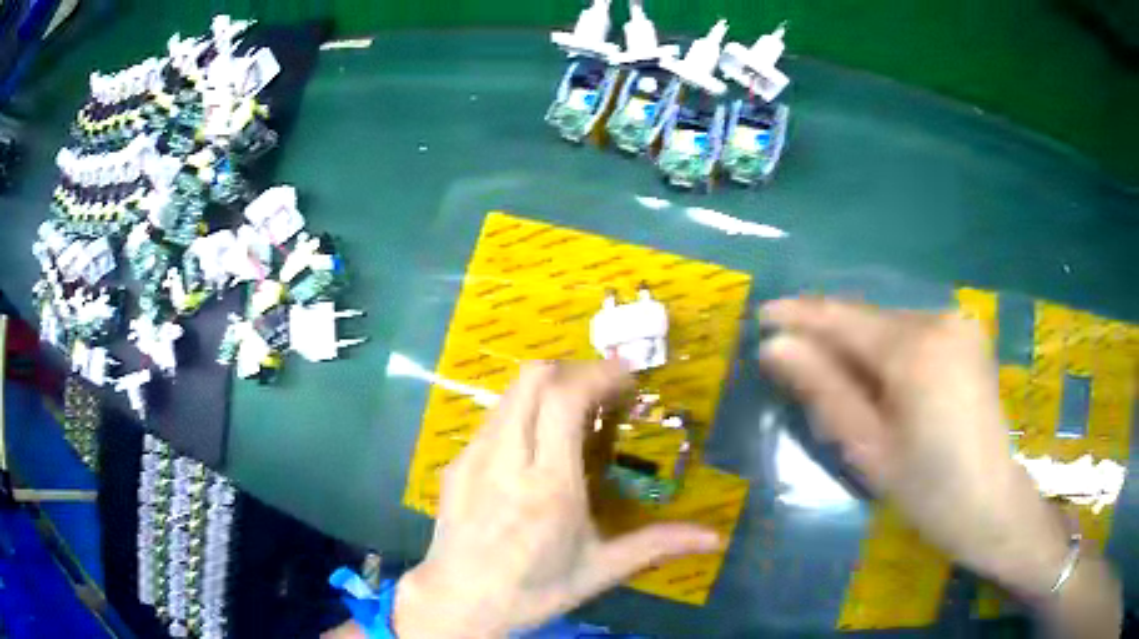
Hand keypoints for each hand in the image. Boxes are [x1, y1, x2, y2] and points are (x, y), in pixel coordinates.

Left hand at [394, 361, 721, 637]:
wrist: (459, 602)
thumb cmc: (534, 590)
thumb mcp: (600, 570)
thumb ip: (657, 545)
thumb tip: (715, 538)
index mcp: (549, 485)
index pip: (566, 399)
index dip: (599, 375)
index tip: (627, 378)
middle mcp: (507, 460)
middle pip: (534, 379)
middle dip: (574, 370)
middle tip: (603, 391)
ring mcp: (474, 457)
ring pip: (510, 393)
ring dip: (547, 388)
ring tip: (573, 414)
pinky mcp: (454, 463)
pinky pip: (492, 418)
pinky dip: (522, 412)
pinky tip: (535, 445)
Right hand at [757, 298, 1071, 597]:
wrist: (991, 505)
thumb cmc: (928, 491)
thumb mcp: (868, 449)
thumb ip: (824, 391)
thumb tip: (775, 347)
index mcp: (915, 349)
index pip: (844, 318)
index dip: (800, 316)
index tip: (761, 317)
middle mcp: (940, 320)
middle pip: (868, 320)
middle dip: (829, 338)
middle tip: (794, 366)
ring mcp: (959, 325)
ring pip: (890, 326)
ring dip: (859, 348)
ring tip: (837, 384)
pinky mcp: (969, 336)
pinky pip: (913, 334)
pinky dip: (888, 352)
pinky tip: (881, 383)